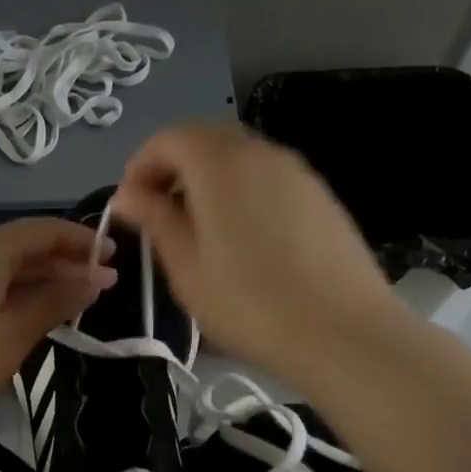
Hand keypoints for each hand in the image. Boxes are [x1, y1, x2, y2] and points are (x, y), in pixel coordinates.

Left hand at [0, 218, 116, 438]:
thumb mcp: (15, 333)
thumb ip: (56, 302)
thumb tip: (95, 279)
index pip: (42, 231)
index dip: (81, 241)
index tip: (113, 258)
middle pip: (21, 248)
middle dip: (62, 263)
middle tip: (98, 285)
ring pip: (0, 271)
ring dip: (37, 282)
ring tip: (68, 304)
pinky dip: (10, 296)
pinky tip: (24, 319)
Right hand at [109, 120, 396, 387]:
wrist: (343, 334)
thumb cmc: (249, 305)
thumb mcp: (187, 268)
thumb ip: (155, 221)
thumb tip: (127, 195)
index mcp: (221, 164)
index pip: (169, 138)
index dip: (140, 165)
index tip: (129, 205)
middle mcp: (261, 152)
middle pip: (206, 138)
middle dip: (173, 167)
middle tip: (158, 214)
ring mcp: (298, 172)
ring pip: (240, 157)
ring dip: (208, 179)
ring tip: (197, 230)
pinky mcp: (321, 196)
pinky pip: (268, 177)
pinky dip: (241, 191)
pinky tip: (242, 239)